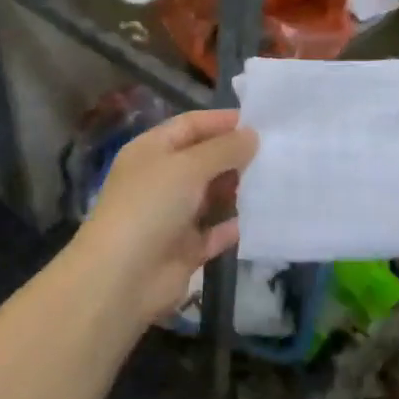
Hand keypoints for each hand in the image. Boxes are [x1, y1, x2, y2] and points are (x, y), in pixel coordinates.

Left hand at [70, 109, 257, 325]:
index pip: (189, 126)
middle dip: (234, 156)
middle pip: (202, 160)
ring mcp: (171, 216)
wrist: (121, 277)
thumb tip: (251, 135)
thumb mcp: (188, 166)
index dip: (221, 121)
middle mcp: (160, 180)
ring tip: (276, 181)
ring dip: (237, 190)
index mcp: (151, 151)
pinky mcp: (183, 249)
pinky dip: (232, 227)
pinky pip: (214, 233)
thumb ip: (223, 149)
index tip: (260, 122)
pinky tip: (261, 220)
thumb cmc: (150, 206)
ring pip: (210, 196)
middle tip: (276, 153)